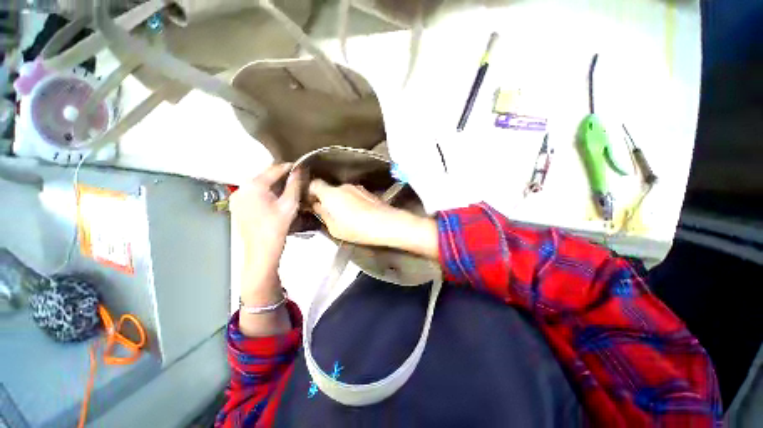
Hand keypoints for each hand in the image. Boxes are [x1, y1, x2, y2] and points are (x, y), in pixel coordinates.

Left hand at [229, 164, 299, 296]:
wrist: (261, 251)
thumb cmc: (277, 228)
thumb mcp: (290, 204)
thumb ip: (294, 184)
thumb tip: (298, 170)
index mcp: (254, 185)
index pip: (274, 169)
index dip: (288, 167)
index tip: (298, 167)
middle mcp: (241, 188)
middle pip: (264, 176)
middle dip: (279, 177)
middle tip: (294, 180)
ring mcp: (237, 197)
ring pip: (257, 184)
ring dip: (271, 185)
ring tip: (285, 190)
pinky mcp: (236, 205)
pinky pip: (251, 193)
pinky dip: (263, 193)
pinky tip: (272, 200)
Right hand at [308, 179, 404, 246]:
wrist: (385, 223)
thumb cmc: (356, 229)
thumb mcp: (334, 228)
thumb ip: (323, 215)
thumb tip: (317, 206)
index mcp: (331, 194)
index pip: (314, 184)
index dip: (311, 192)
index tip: (312, 202)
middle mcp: (343, 186)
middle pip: (330, 189)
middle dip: (328, 198)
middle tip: (330, 212)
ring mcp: (357, 188)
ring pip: (343, 192)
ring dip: (341, 200)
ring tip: (347, 214)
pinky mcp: (368, 192)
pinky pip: (354, 194)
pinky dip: (352, 200)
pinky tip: (359, 212)